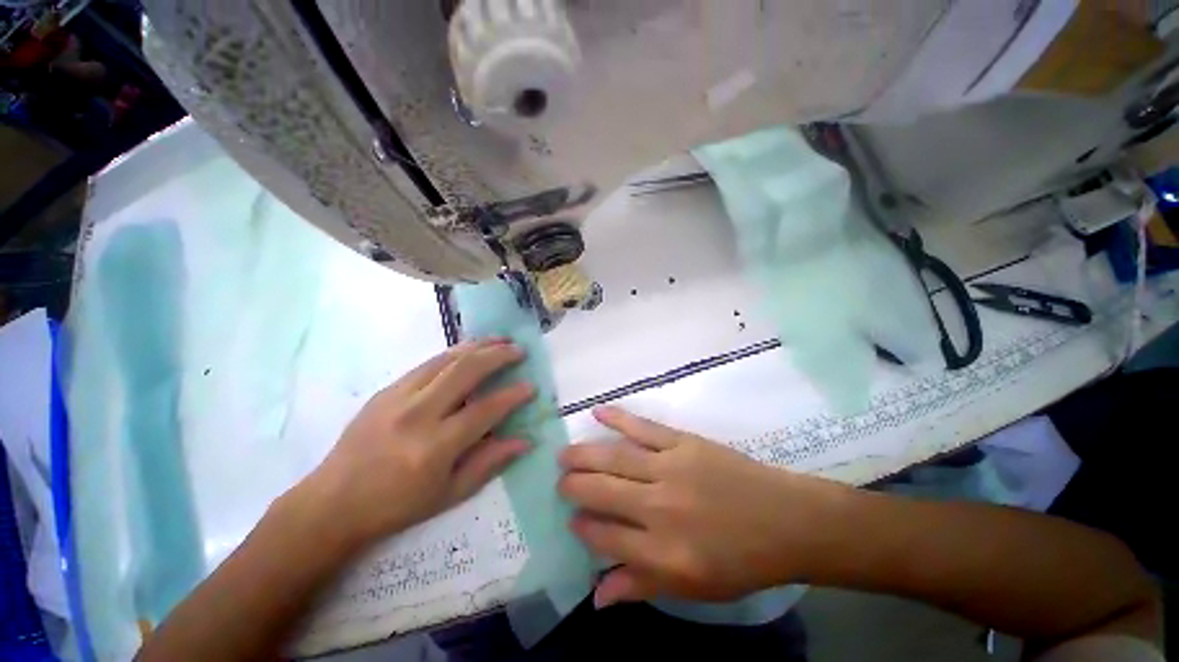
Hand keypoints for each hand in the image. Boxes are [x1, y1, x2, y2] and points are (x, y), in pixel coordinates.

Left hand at [299, 339, 533, 549]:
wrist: (332, 502)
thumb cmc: (396, 506)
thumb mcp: (449, 494)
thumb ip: (489, 463)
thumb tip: (525, 441)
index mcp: (434, 447)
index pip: (485, 410)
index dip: (512, 396)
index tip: (531, 387)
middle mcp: (417, 414)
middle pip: (466, 371)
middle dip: (498, 356)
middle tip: (519, 351)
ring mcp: (398, 397)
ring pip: (446, 359)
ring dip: (478, 346)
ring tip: (500, 340)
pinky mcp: (386, 390)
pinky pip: (428, 363)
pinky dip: (454, 352)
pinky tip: (469, 349)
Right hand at [558, 406, 852, 607]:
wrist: (785, 519)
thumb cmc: (740, 561)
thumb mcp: (693, 589)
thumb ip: (642, 588)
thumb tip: (596, 595)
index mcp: (662, 552)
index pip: (604, 537)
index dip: (583, 528)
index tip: (574, 520)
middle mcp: (659, 508)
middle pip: (601, 492)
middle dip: (574, 487)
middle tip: (562, 482)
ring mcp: (671, 469)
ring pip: (614, 457)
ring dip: (584, 455)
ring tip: (565, 455)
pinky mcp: (683, 442)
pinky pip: (643, 428)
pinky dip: (618, 419)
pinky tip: (598, 412)